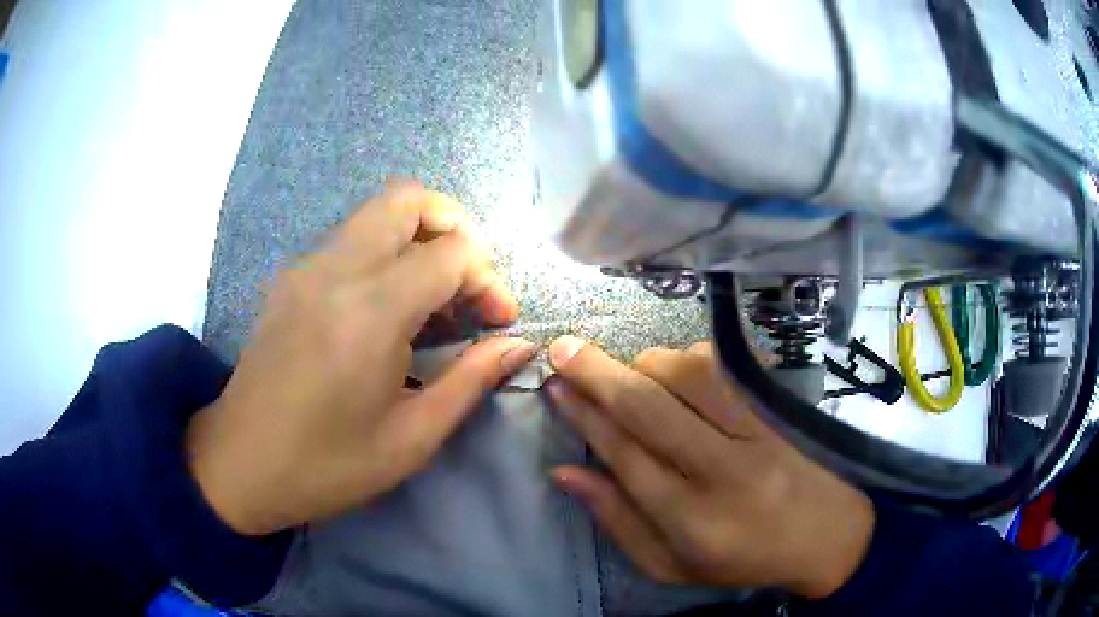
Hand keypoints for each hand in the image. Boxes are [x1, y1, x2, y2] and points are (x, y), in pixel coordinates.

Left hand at [186, 183, 535, 535]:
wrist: (241, 464)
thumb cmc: (327, 464)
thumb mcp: (411, 437)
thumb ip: (470, 380)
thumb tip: (518, 345)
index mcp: (370, 311)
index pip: (450, 251)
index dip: (488, 278)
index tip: (497, 321)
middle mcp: (335, 270)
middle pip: (407, 198)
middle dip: (453, 227)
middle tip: (467, 283)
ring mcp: (306, 268)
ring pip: (375, 213)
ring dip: (418, 239)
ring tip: (433, 300)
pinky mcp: (290, 279)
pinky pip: (350, 239)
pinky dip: (384, 252)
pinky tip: (388, 309)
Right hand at [546, 338, 874, 598]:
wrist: (825, 534)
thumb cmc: (741, 558)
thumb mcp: (669, 565)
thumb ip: (616, 520)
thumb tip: (564, 472)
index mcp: (691, 520)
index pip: (624, 455)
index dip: (583, 416)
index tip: (554, 386)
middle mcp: (723, 471)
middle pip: (650, 408)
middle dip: (598, 374)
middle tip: (563, 349)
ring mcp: (756, 432)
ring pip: (688, 374)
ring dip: (644, 364)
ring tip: (626, 375)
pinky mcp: (775, 408)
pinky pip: (724, 367)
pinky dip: (687, 360)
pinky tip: (675, 373)